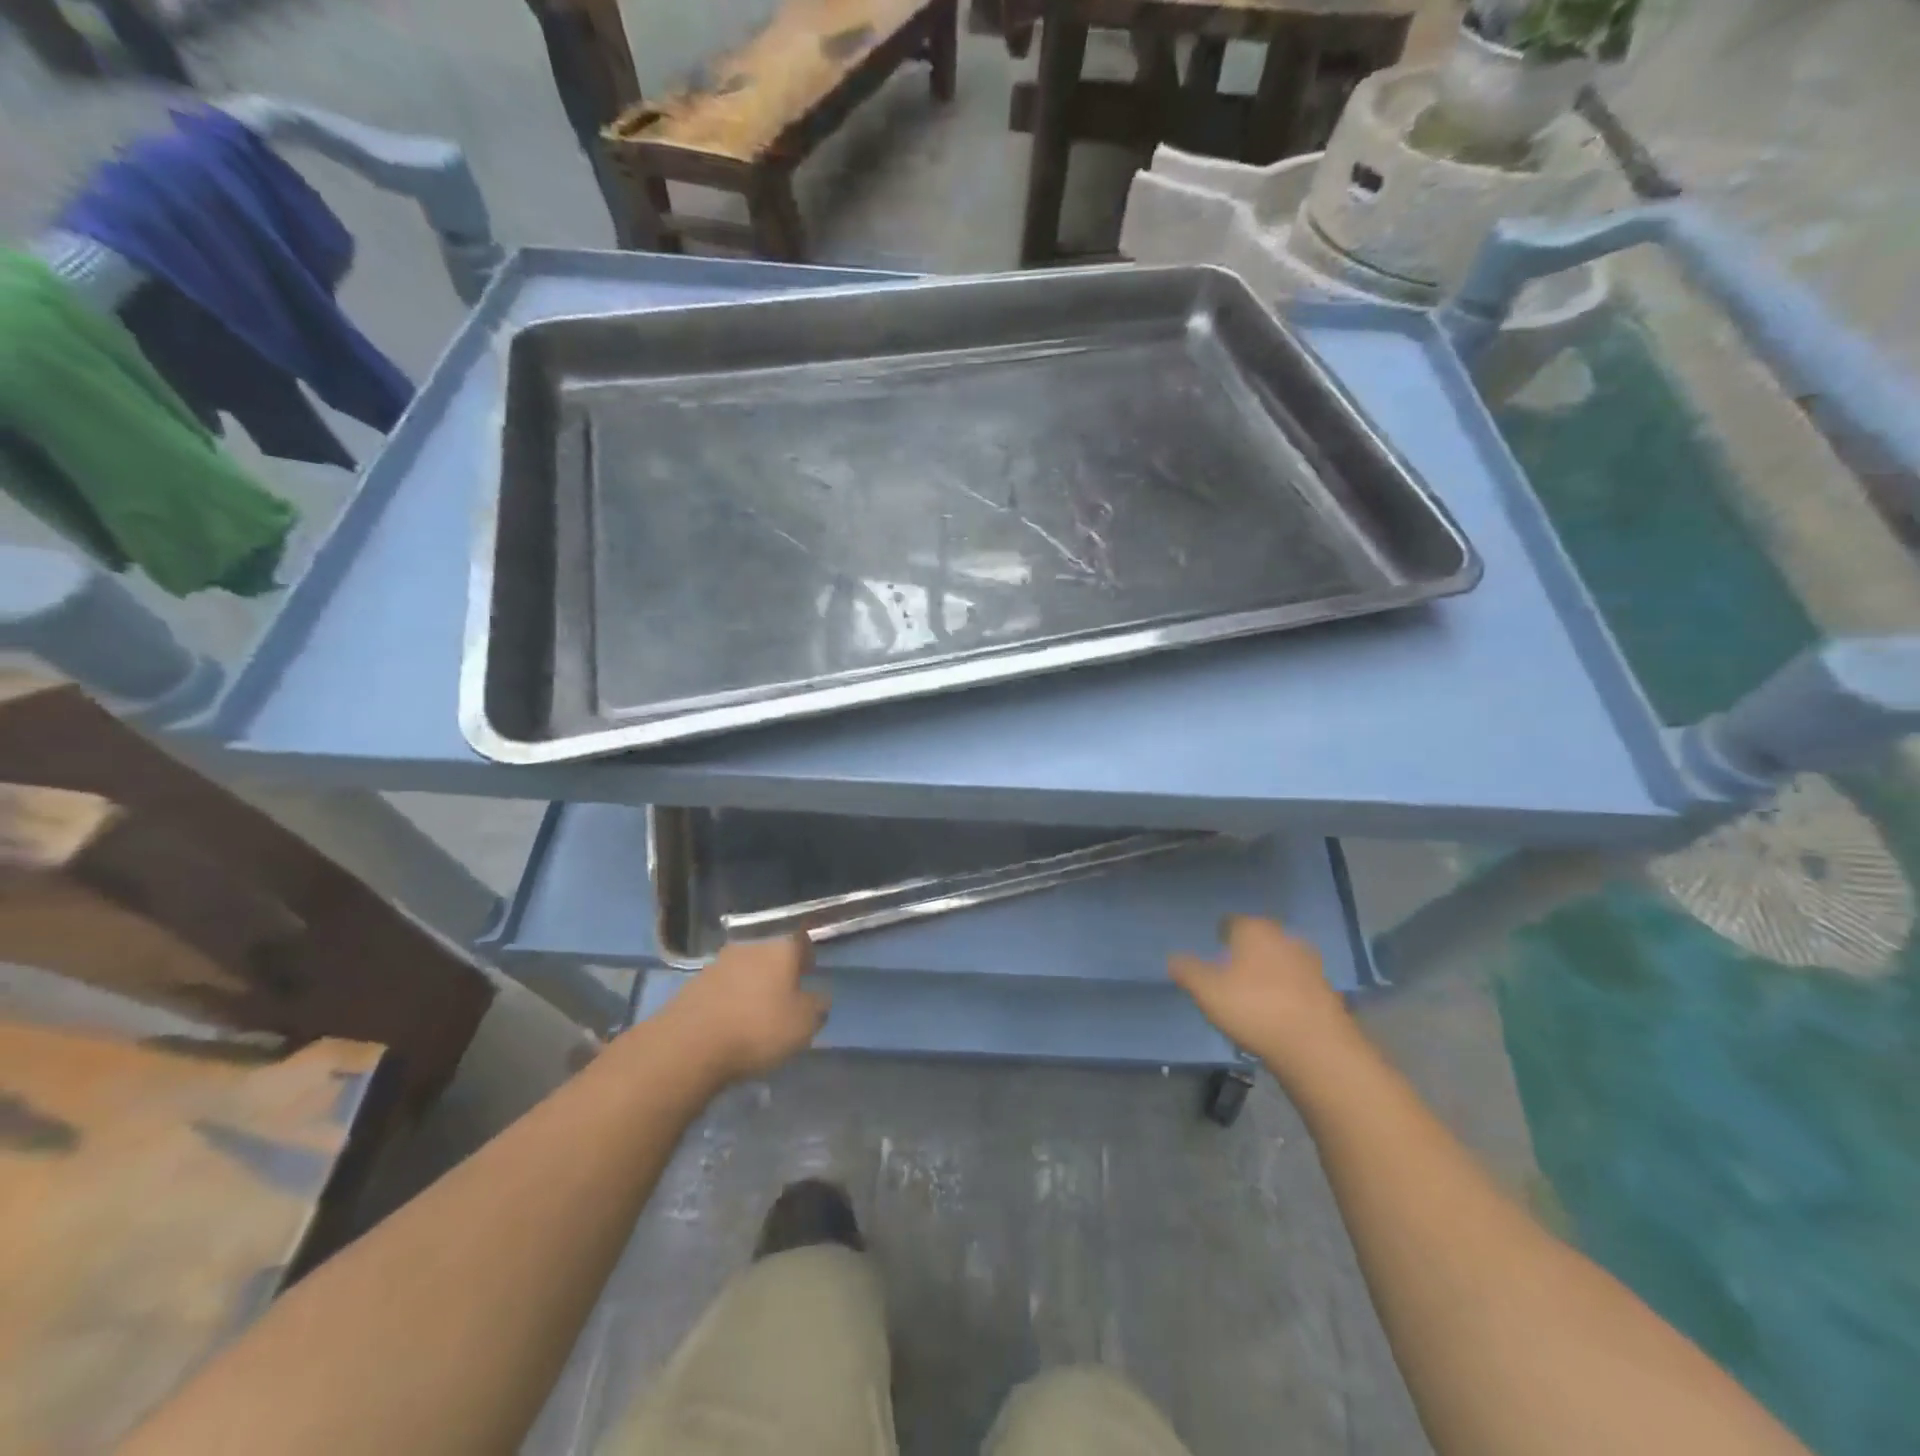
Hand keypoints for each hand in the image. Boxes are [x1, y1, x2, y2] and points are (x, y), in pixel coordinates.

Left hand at [662, 935, 828, 1084]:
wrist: (689, 1045)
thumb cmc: (758, 1029)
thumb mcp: (803, 1025)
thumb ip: (816, 1007)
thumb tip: (819, 997)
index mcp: (780, 949)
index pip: (801, 941)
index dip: (806, 956)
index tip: (810, 972)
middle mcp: (750, 947)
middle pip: (770, 954)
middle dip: (778, 971)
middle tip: (785, 994)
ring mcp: (717, 963)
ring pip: (744, 969)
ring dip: (751, 985)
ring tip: (755, 1012)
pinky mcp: (693, 984)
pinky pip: (722, 987)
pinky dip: (729, 999)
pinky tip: (730, 1021)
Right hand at [1169, 916, 1355, 1074]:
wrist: (1315, 1046)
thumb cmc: (1253, 1008)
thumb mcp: (1207, 991)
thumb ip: (1188, 971)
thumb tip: (1173, 958)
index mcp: (1254, 930)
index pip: (1231, 921)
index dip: (1220, 934)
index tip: (1213, 949)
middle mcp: (1284, 937)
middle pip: (1260, 937)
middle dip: (1247, 949)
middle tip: (1232, 969)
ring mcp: (1310, 963)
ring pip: (1282, 959)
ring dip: (1270, 970)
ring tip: (1255, 992)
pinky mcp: (1327, 990)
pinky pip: (1299, 983)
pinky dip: (1288, 990)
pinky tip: (1279, 1009)